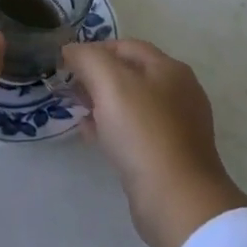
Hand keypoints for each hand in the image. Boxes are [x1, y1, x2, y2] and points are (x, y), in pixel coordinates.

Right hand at [65, 39, 246, 246]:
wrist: (177, 200)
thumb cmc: (143, 132)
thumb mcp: (110, 83)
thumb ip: (88, 59)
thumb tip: (71, 49)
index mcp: (169, 69)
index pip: (127, 46)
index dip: (95, 50)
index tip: (68, 64)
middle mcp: (178, 92)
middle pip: (130, 74)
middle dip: (97, 76)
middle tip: (69, 88)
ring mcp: (177, 126)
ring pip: (131, 104)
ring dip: (102, 103)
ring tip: (76, 110)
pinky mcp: (170, 155)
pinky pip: (135, 132)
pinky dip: (112, 127)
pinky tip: (91, 135)